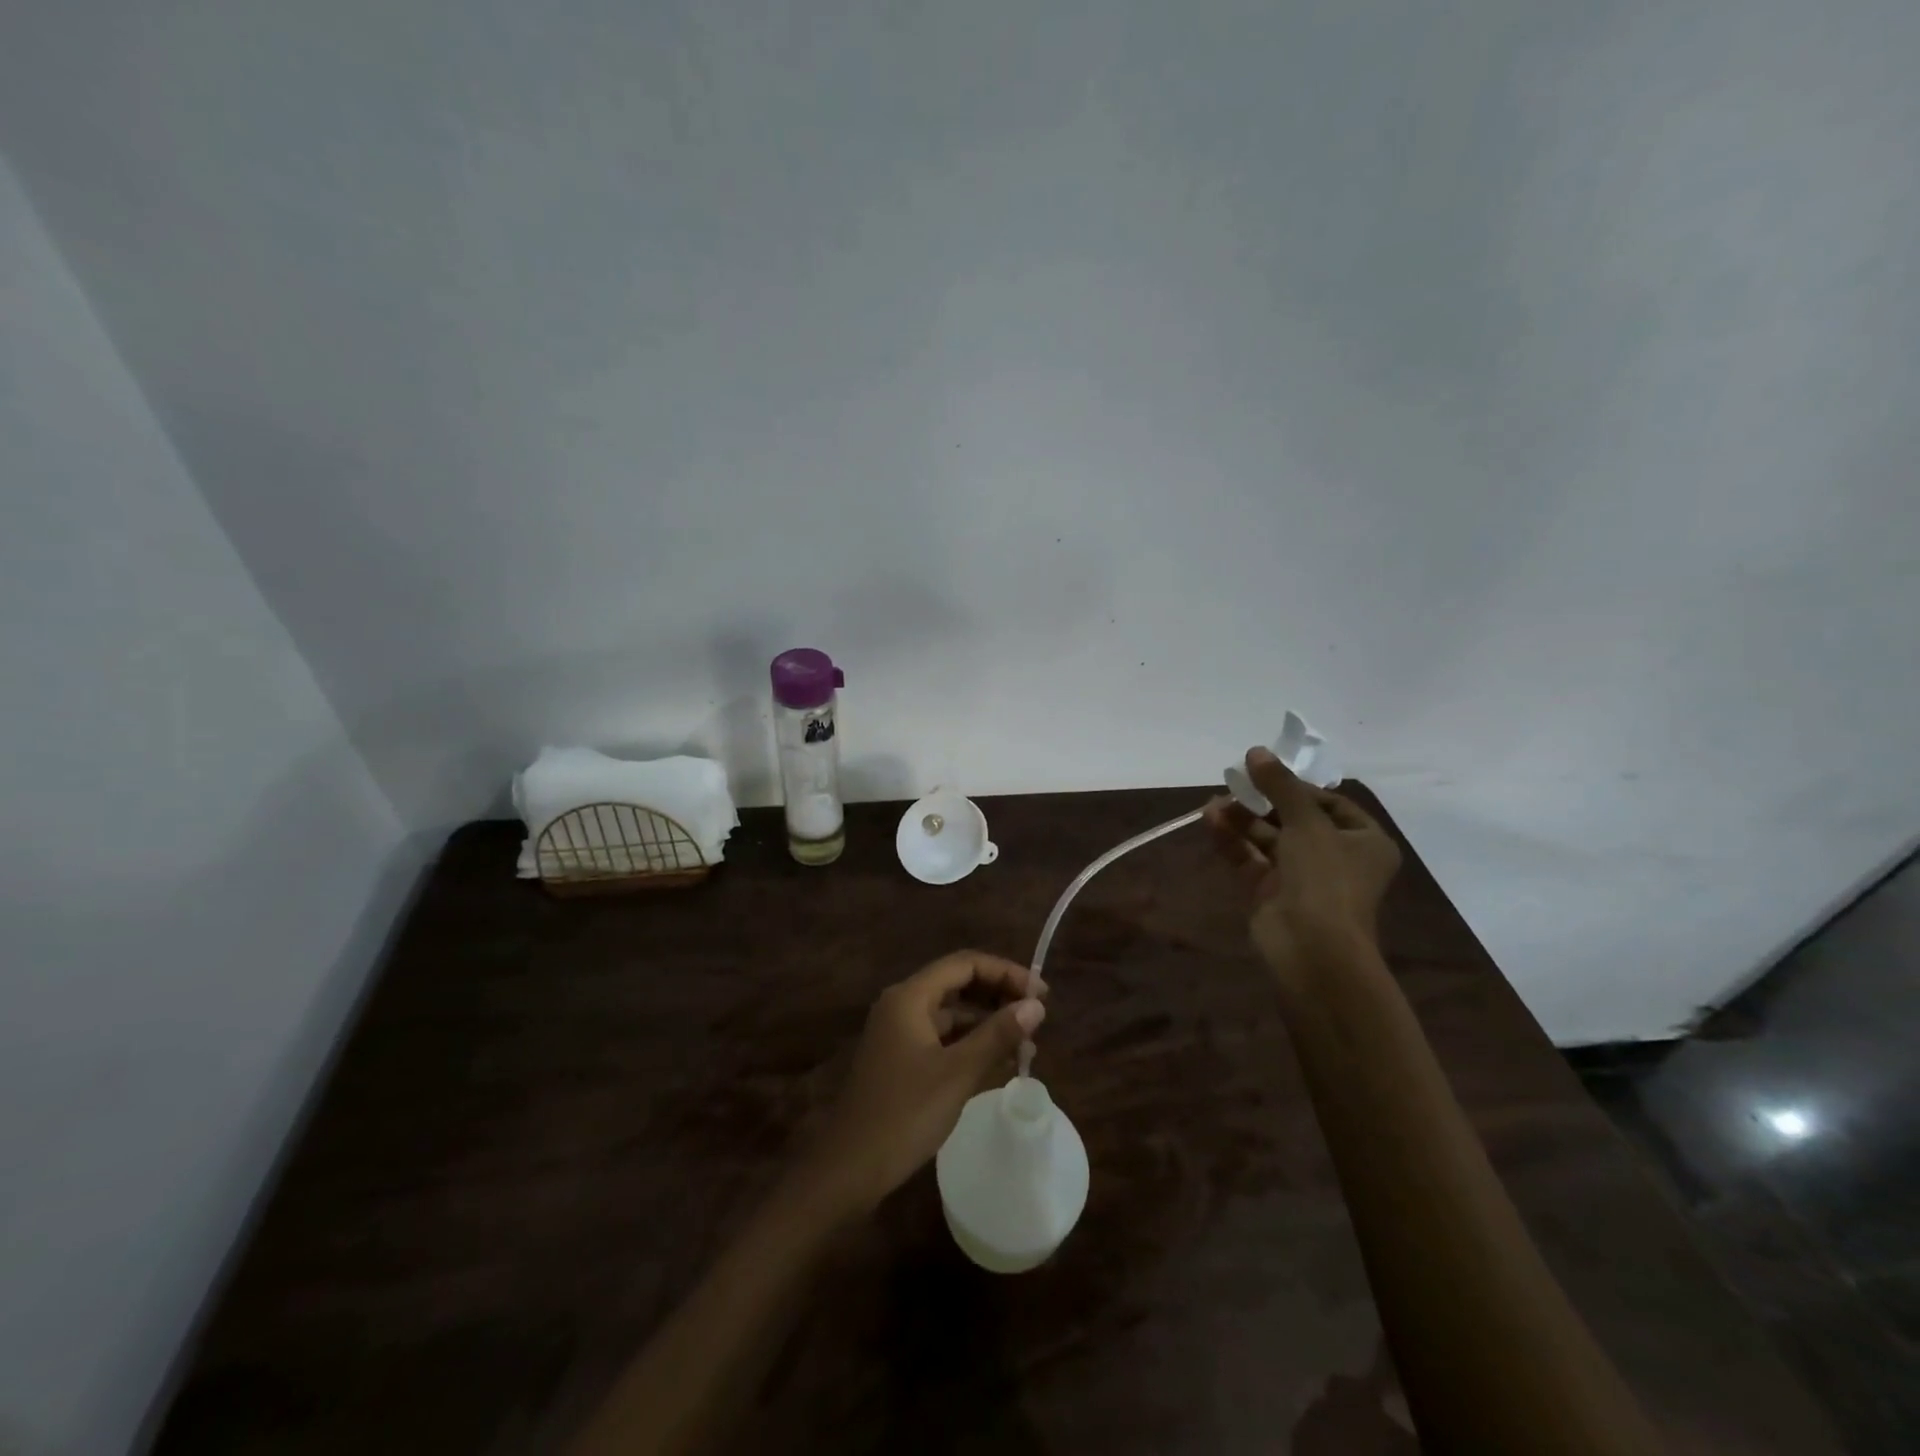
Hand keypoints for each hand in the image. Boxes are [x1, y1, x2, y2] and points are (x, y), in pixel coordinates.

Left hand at [795, 951, 1044, 1214]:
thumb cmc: (904, 1114)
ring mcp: (899, 1032)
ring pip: (952, 1012)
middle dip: (999, 994)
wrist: (849, 1169)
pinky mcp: (901, 1059)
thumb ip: (998, 1035)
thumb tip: (1036, 1005)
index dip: (1006, 972)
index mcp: (910, 997)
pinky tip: (999, 1062)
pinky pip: (943, 1037)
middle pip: (958, 983)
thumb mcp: (957, 1073)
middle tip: (1037, 1016)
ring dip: (988, 1021)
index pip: (965, 964)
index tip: (1041, 995)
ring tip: (1026, 1042)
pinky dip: (971, 1043)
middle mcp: (902, 1005)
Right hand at [1203, 748, 1401, 974]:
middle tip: (1232, 784)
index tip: (1264, 774)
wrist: (1311, 949)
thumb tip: (1256, 750)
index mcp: (1363, 840)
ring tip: (1213, 804)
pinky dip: (1233, 840)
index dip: (1296, 786)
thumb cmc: (1325, 879)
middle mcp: (1335, 857)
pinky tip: (1210, 821)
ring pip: (1268, 838)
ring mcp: (1301, 877)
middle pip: (1294, 819)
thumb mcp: (1306, 822)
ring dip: (1242, 819)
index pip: (1329, 802)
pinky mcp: (1271, 893)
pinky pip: (1251, 858)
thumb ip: (1280, 784)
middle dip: (1261, 801)